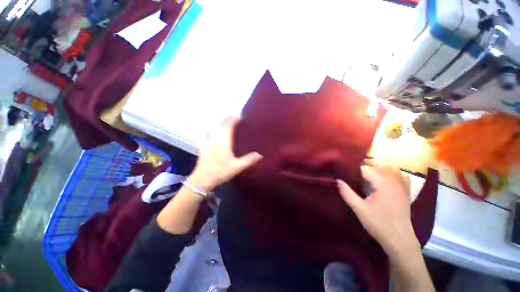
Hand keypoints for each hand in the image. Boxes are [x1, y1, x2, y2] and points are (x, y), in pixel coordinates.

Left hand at [189, 117, 262, 190]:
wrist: (202, 180)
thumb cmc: (220, 173)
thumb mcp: (237, 168)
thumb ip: (248, 160)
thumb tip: (260, 155)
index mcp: (223, 142)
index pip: (228, 125)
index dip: (234, 119)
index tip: (241, 116)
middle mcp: (214, 139)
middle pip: (220, 123)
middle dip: (228, 117)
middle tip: (235, 116)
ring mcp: (207, 141)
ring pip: (213, 126)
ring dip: (220, 121)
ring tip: (227, 121)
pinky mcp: (203, 145)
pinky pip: (208, 132)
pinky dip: (213, 128)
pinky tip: (214, 130)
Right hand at [337, 164, 416, 253]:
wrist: (400, 240)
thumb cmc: (378, 224)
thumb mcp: (359, 209)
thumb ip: (347, 193)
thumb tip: (338, 180)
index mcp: (382, 184)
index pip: (366, 169)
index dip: (355, 170)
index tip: (346, 174)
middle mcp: (394, 182)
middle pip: (378, 167)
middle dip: (365, 169)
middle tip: (354, 176)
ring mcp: (402, 187)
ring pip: (390, 170)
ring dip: (378, 170)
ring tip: (367, 177)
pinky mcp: (406, 193)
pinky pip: (402, 177)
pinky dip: (393, 174)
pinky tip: (386, 179)